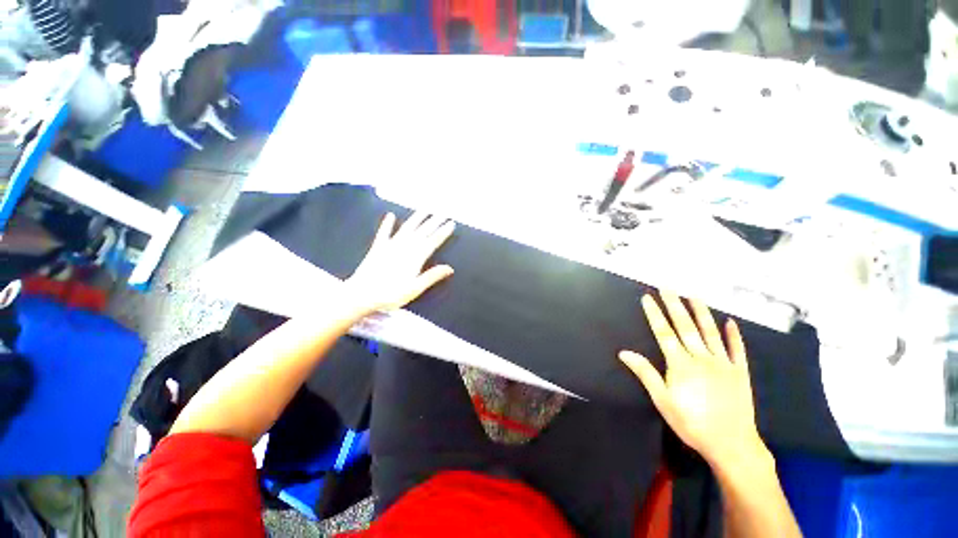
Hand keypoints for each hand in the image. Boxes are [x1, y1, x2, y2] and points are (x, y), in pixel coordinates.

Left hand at [345, 212, 454, 313]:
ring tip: (425, 209)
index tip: (451, 223)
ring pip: (407, 228)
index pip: (433, 241)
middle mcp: (404, 247)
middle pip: (422, 232)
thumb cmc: (390, 294)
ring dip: (416, 218)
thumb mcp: (415, 288)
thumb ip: (432, 276)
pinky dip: (387, 224)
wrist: (361, 295)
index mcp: (415, 257)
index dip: (443, 232)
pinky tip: (391, 215)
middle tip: (443, 211)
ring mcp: (390, 246)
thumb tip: (450, 268)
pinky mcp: (377, 248)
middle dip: (434, 221)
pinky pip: (384, 233)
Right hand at [619, 292, 766, 468]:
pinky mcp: (740, 372)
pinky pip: (737, 349)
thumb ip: (645, 373)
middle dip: (674, 305)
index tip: (647, 298)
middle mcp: (702, 358)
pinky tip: (731, 322)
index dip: (654, 314)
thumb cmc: (692, 422)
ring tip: (693, 296)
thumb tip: (624, 352)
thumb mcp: (662, 400)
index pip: (664, 333)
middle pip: (685, 327)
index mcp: (681, 364)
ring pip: (710, 332)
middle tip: (668, 288)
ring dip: (701, 313)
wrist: (732, 444)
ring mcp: (723, 363)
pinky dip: (734, 335)